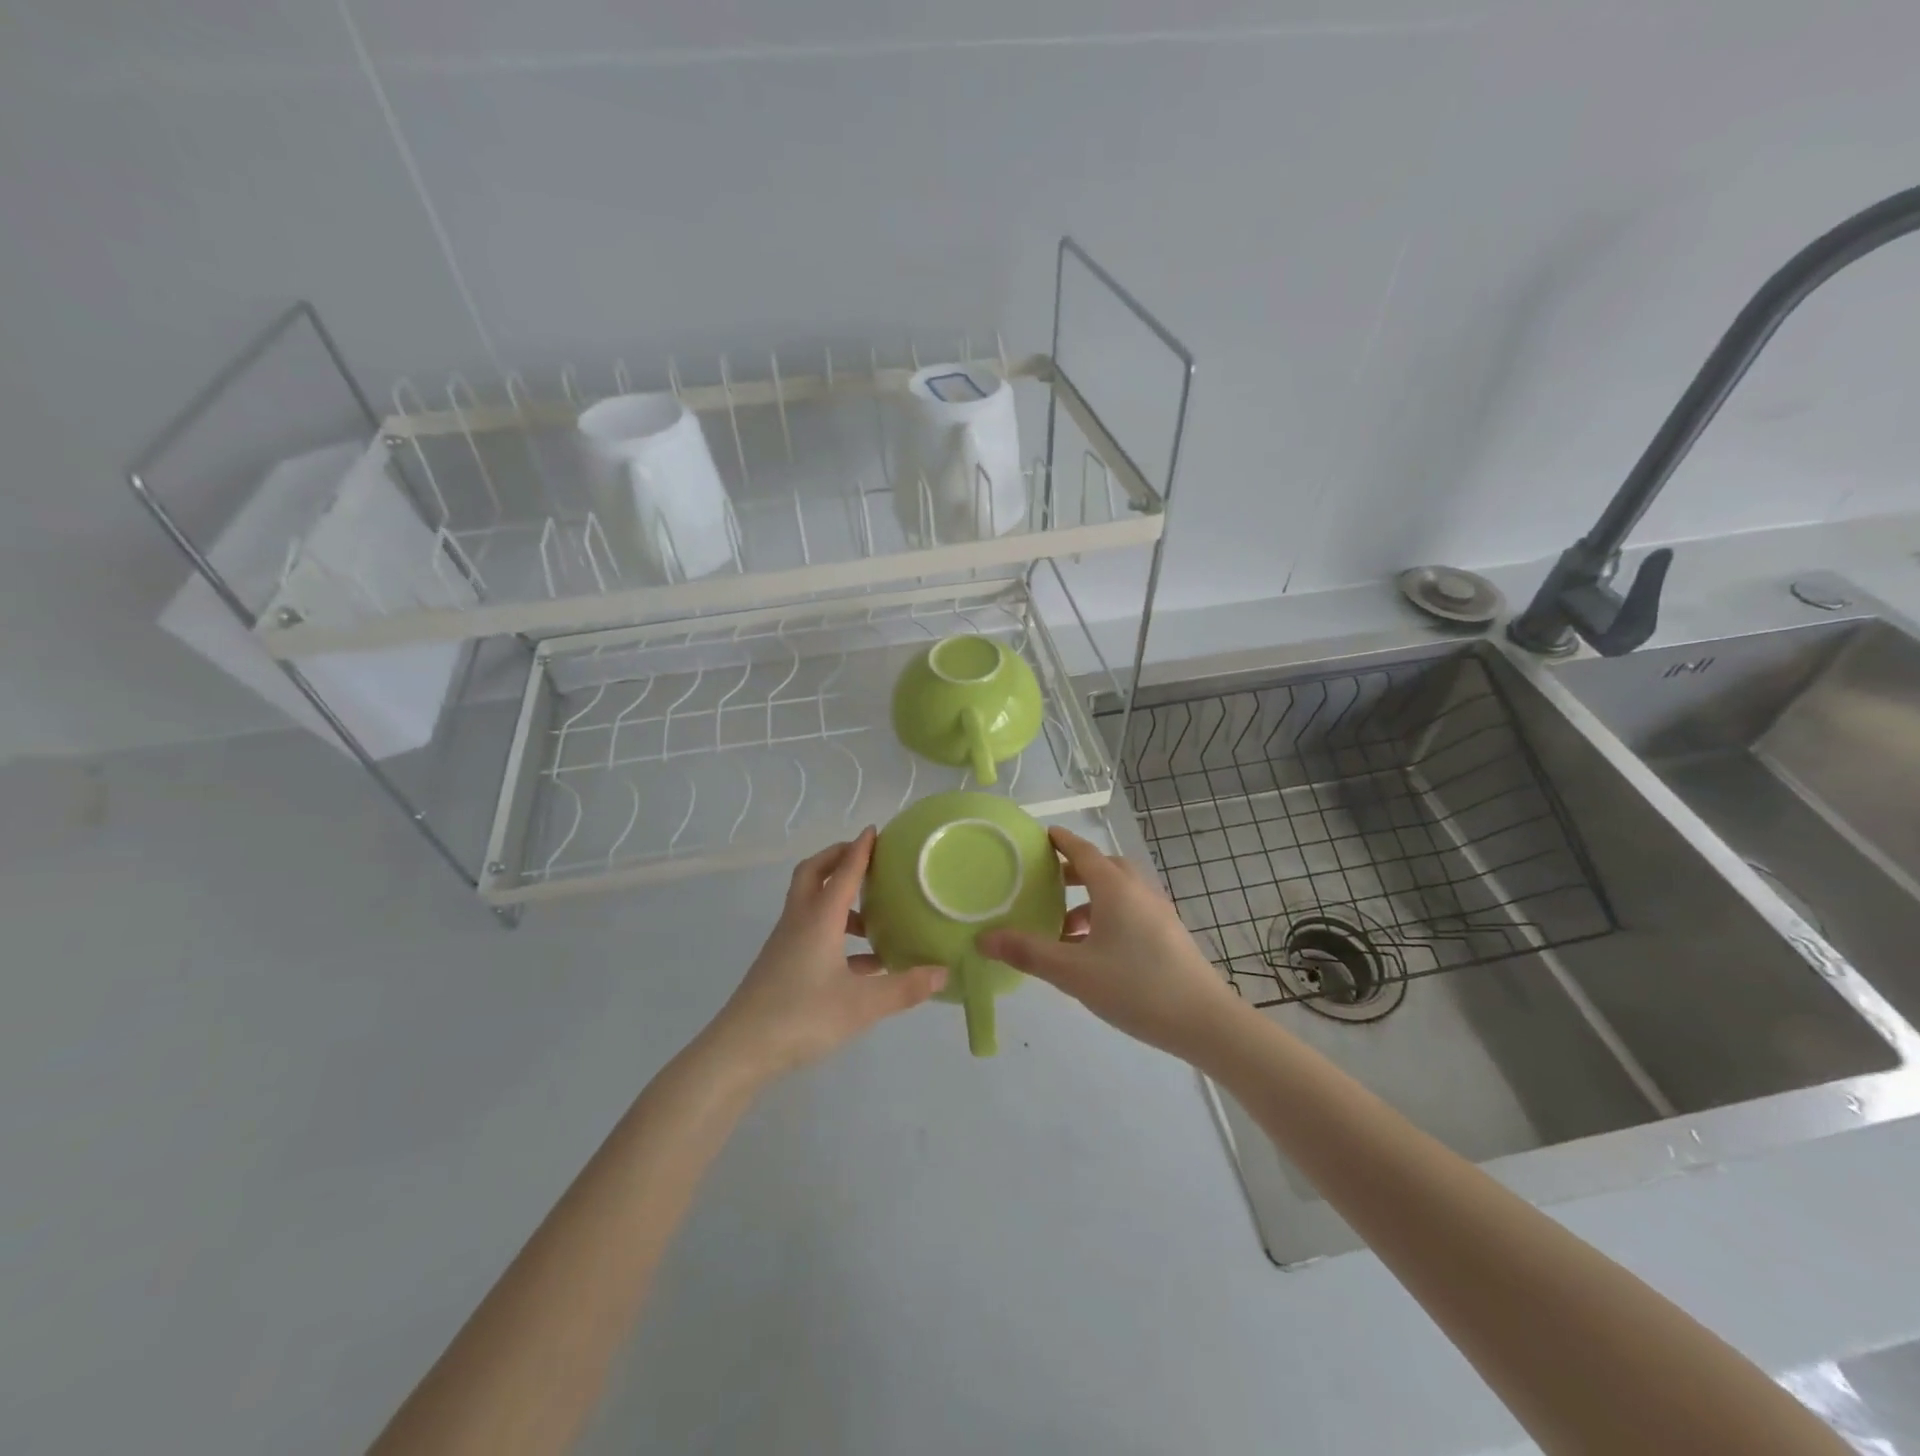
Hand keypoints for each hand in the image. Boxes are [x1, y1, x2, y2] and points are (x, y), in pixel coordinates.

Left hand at [708, 829, 945, 1083]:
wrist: (740, 1051)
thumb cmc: (802, 1016)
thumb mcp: (862, 1005)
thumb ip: (904, 988)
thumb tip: (944, 973)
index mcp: (819, 919)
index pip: (843, 872)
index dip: (860, 850)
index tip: (875, 830)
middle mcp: (800, 921)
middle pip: (814, 874)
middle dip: (838, 859)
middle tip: (866, 860)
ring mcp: (787, 943)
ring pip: (811, 904)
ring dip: (839, 900)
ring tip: (874, 919)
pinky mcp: (782, 965)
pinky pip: (811, 933)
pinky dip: (835, 933)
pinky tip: (862, 963)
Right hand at [977, 826, 1242, 1062]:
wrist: (1205, 1022)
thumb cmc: (1136, 987)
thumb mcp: (1074, 972)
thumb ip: (1028, 952)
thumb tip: (983, 938)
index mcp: (1115, 888)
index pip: (1083, 851)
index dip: (1061, 842)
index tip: (1042, 836)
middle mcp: (1139, 891)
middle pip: (1103, 868)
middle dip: (1073, 872)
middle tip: (1045, 882)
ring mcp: (1158, 913)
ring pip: (1118, 893)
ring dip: (1089, 900)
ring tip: (1063, 928)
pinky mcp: (1169, 936)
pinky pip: (1131, 912)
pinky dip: (1107, 918)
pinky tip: (1093, 952)